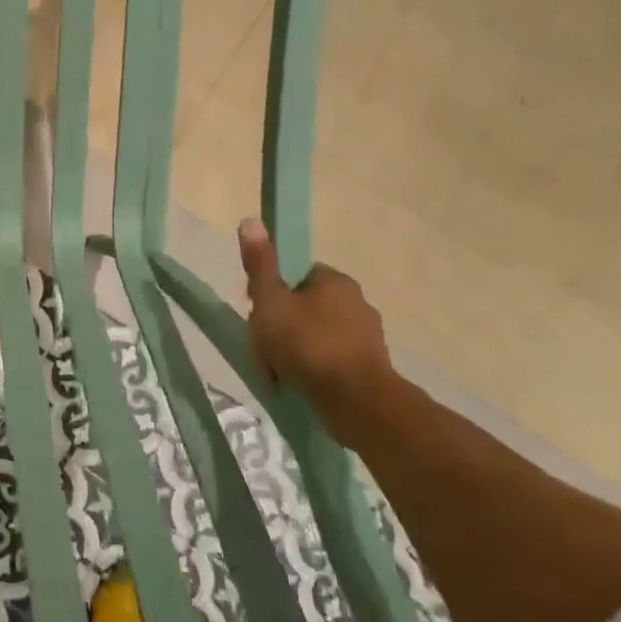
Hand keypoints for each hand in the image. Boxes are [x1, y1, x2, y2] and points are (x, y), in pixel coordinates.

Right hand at [237, 220, 392, 423]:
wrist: (356, 401)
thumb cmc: (307, 344)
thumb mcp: (270, 301)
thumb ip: (260, 264)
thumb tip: (250, 220)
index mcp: (334, 280)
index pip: (295, 276)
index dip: (271, 293)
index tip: (258, 314)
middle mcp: (357, 302)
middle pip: (303, 307)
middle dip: (280, 327)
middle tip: (264, 349)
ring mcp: (367, 336)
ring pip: (315, 335)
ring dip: (294, 351)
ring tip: (277, 373)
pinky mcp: (370, 366)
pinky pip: (330, 360)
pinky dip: (312, 369)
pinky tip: (298, 385)